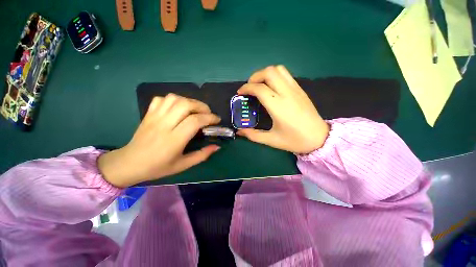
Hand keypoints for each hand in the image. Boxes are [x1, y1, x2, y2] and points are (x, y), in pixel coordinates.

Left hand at [98, 94, 220, 187]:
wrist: (129, 164)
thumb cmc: (158, 167)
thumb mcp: (183, 165)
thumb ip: (202, 155)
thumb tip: (217, 146)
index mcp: (174, 140)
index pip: (195, 121)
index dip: (209, 118)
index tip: (217, 120)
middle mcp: (164, 125)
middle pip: (185, 105)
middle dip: (202, 106)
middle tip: (208, 113)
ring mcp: (154, 117)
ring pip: (174, 98)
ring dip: (189, 101)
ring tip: (195, 110)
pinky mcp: (148, 114)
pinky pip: (161, 99)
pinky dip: (174, 100)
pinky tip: (178, 108)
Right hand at [237, 65, 329, 153]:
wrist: (319, 138)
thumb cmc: (295, 140)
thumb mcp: (271, 140)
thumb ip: (253, 135)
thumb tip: (239, 132)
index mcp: (278, 106)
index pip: (259, 88)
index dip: (246, 88)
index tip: (240, 93)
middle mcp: (287, 93)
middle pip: (269, 72)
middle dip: (255, 77)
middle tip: (250, 88)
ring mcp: (296, 89)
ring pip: (278, 70)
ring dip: (265, 74)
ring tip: (259, 85)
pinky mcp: (300, 89)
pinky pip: (286, 75)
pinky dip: (274, 76)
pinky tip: (271, 88)